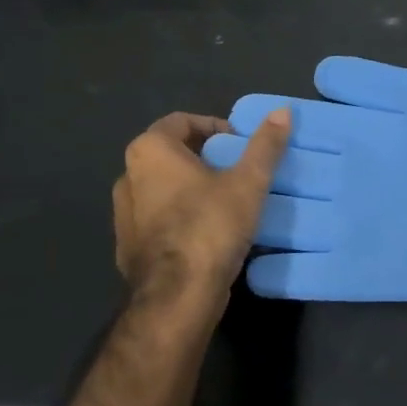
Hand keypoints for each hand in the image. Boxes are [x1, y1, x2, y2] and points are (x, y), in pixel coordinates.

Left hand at [112, 109, 289, 303]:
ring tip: (226, 202)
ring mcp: (123, 214)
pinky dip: (179, 217)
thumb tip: (283, 110)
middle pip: (171, 154)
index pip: (181, 121)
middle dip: (205, 158)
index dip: (214, 127)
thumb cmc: (210, 226)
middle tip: (238, 171)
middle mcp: (128, 176)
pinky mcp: (128, 246)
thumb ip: (265, 145)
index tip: (240, 145)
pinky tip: (207, 233)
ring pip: (162, 188)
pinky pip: (158, 219)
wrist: (178, 295)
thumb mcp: (248, 182)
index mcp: (149, 151)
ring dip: (191, 189)